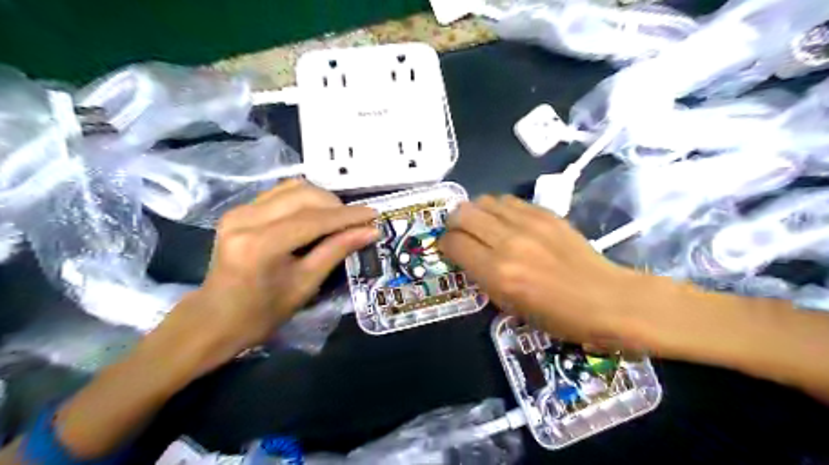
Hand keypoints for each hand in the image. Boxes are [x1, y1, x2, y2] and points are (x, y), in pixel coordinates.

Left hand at [153, 180, 377, 372]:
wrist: (216, 318)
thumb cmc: (263, 312)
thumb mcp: (306, 284)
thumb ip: (337, 251)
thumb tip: (370, 231)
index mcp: (260, 245)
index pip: (313, 219)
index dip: (348, 216)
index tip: (374, 214)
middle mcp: (245, 219)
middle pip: (304, 195)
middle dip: (336, 205)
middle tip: (357, 222)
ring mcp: (239, 210)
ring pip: (293, 188)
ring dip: (322, 199)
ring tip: (339, 219)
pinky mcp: (239, 209)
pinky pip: (281, 193)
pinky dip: (305, 200)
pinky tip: (317, 215)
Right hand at [436, 195, 658, 345]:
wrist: (607, 299)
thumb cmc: (558, 316)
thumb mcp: (510, 306)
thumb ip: (483, 277)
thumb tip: (468, 255)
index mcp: (497, 272)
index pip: (454, 243)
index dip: (445, 244)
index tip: (449, 249)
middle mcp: (508, 242)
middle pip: (463, 213)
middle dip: (454, 223)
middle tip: (460, 233)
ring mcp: (528, 223)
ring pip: (484, 200)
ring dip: (476, 212)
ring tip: (483, 226)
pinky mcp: (546, 213)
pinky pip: (509, 200)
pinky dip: (499, 209)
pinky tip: (507, 222)